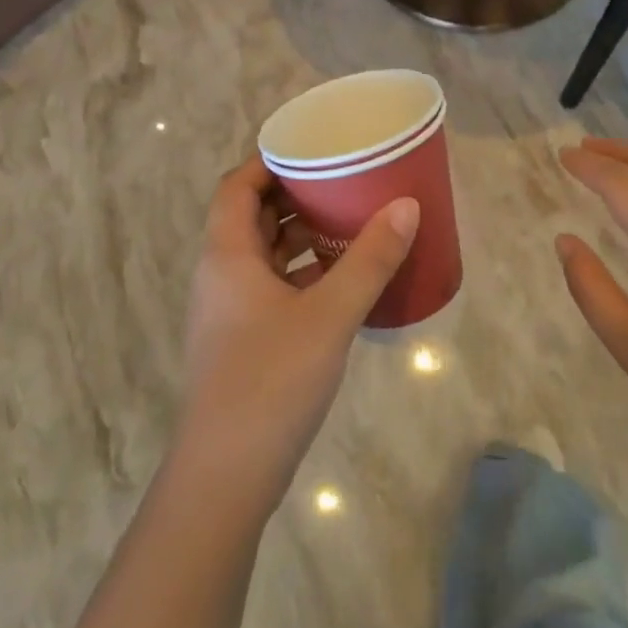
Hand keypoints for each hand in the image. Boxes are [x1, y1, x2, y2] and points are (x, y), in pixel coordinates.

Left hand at [175, 157, 418, 512]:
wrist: (225, 479)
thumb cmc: (270, 381)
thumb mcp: (329, 314)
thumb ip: (369, 259)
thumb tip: (406, 205)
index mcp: (227, 255)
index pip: (236, 186)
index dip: (267, 161)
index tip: (310, 148)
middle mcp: (221, 275)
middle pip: (251, 217)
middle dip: (292, 195)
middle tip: (340, 180)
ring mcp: (228, 312)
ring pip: (263, 255)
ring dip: (299, 237)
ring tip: (347, 222)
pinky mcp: (242, 343)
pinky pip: (272, 288)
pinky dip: (301, 274)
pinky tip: (340, 281)